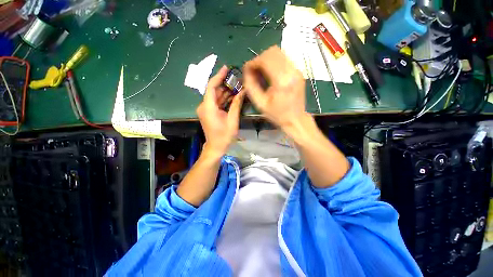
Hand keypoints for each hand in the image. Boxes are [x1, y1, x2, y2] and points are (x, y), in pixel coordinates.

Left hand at [197, 65, 244, 156]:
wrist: (216, 147)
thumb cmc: (224, 136)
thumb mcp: (232, 120)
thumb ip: (236, 104)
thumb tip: (243, 91)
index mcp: (208, 107)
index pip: (211, 86)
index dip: (218, 76)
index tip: (226, 68)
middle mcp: (204, 106)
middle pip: (213, 90)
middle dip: (225, 84)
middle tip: (237, 80)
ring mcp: (205, 109)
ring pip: (215, 96)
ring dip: (225, 91)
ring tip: (237, 86)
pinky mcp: (208, 112)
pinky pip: (216, 102)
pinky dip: (223, 98)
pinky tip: (233, 96)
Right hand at [243, 46, 307, 129]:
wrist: (296, 120)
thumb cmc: (277, 115)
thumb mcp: (260, 104)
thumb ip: (251, 86)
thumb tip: (246, 71)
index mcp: (282, 81)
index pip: (265, 60)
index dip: (253, 62)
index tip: (247, 69)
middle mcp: (291, 71)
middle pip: (273, 52)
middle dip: (259, 58)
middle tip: (253, 70)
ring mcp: (297, 70)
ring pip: (279, 52)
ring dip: (266, 59)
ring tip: (260, 71)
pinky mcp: (298, 72)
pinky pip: (284, 59)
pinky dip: (274, 62)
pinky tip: (269, 73)